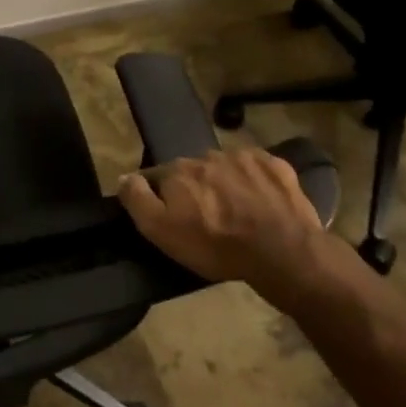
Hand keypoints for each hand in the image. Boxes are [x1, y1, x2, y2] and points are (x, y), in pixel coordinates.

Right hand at [118, 147, 332, 288]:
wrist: (282, 252)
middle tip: (206, 218)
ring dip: (225, 183)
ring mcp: (244, 157)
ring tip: (236, 212)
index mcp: (178, 170)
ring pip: (225, 167)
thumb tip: (123, 177)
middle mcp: (207, 155)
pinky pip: (257, 169)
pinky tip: (261, 203)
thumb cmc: (215, 245)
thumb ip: (137, 200)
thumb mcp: (161, 231)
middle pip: (193, 171)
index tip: (171, 216)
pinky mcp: (276, 165)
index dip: (161, 196)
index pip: (158, 177)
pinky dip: (255, 181)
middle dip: (196, 188)